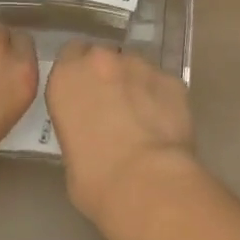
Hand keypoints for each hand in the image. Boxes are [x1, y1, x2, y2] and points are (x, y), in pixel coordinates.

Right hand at [46, 42, 195, 233]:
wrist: (147, 183)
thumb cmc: (95, 180)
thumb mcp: (70, 154)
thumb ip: (78, 126)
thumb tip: (93, 132)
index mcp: (67, 77)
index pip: (69, 55)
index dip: (79, 73)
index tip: (84, 93)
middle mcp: (101, 60)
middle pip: (103, 57)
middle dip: (107, 76)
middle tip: (112, 106)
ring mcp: (140, 65)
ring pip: (135, 67)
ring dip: (135, 85)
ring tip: (142, 118)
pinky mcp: (172, 79)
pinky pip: (162, 84)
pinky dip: (162, 99)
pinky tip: (165, 125)